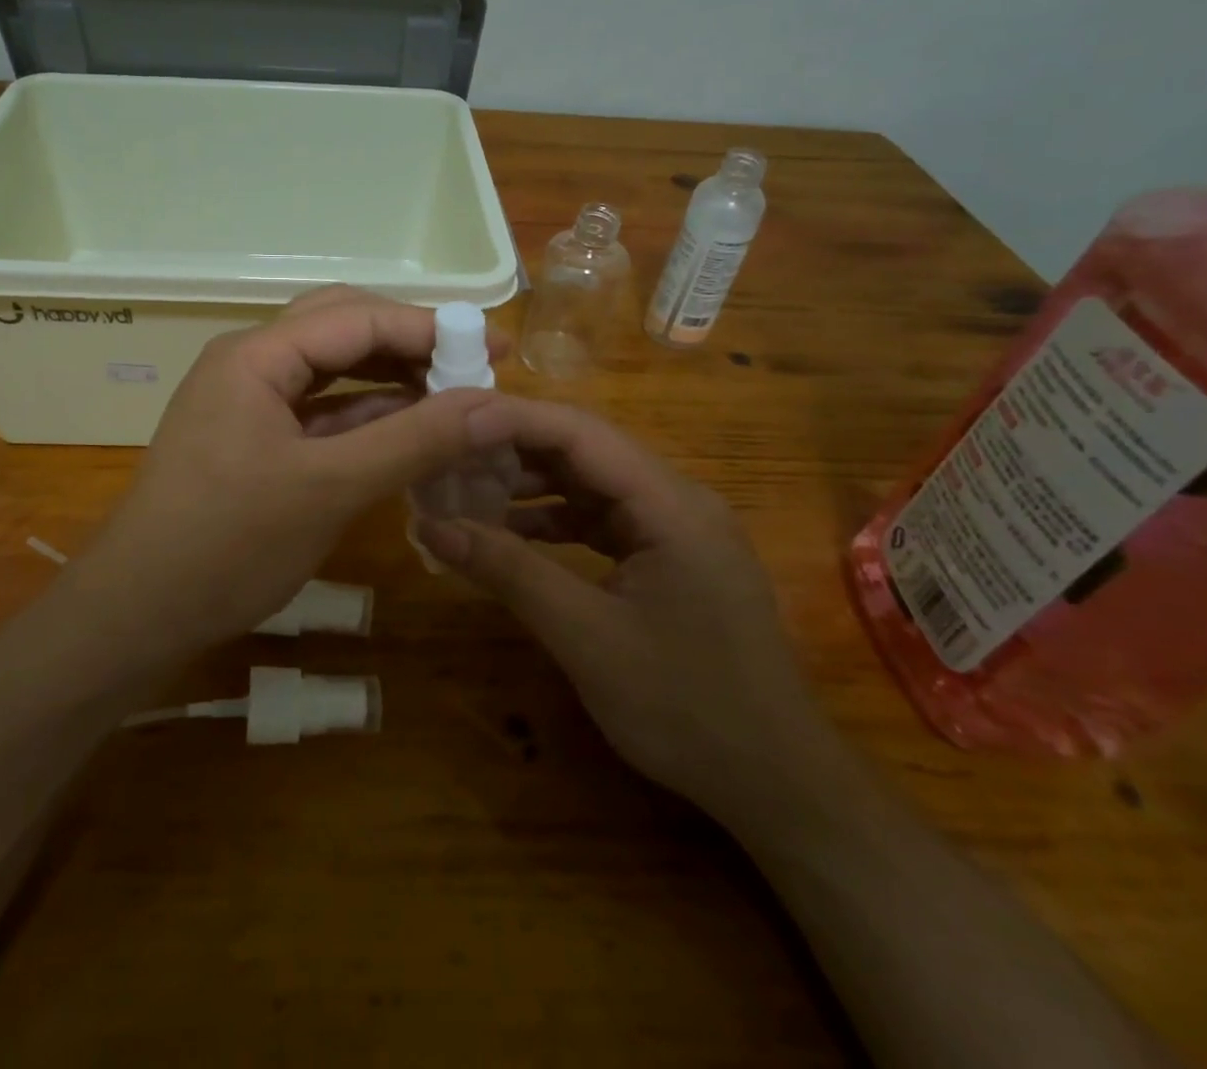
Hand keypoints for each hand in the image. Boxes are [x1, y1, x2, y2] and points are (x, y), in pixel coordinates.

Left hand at [89, 287, 508, 652]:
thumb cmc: (227, 545)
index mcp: (256, 355)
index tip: (495, 348)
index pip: (358, 318)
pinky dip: (365, 415)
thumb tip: (495, 405)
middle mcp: (249, 362)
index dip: (431, 328)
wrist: (137, 614)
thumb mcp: (330, 489)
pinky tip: (408, 429)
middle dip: (410, 342)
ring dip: (391, 378)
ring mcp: (247, 400)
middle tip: (472, 365)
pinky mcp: (253, 438)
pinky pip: (320, 410)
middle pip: (342, 328)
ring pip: (332, 369)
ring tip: (452, 394)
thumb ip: (414, 440)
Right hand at [414, 398, 832, 816]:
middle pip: (583, 451)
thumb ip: (508, 571)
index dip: (510, 420)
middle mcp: (676, 499)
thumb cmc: (686, 708)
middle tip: (446, 453)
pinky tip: (508, 532)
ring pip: (590, 483)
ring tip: (464, 488)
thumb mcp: (586, 636)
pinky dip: (553, 521)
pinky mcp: (668, 557)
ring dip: (529, 484)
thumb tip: (430, 525)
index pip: (579, 433)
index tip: (448, 425)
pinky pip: (601, 520)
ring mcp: (675, 528)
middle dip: (512, 449)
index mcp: (670, 503)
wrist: (777, 785)